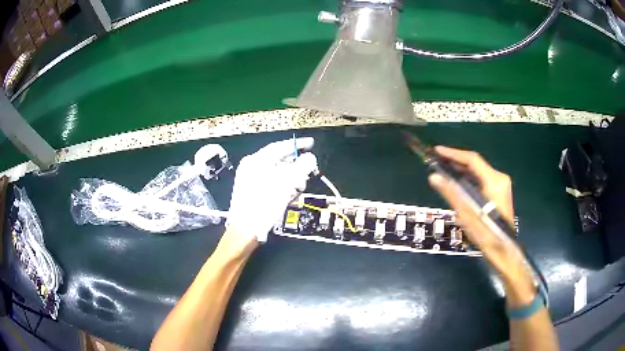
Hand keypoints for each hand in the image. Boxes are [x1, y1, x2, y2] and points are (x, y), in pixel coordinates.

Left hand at [226, 138, 317, 242]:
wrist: (245, 230)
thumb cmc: (265, 205)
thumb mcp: (287, 184)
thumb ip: (301, 167)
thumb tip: (310, 157)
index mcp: (257, 160)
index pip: (280, 146)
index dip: (297, 145)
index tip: (311, 143)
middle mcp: (251, 166)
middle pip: (278, 159)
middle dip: (295, 167)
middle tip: (307, 174)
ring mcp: (249, 178)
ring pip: (275, 172)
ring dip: (290, 178)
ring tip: (297, 188)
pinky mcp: (250, 189)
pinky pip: (269, 181)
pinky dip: (281, 185)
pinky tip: (288, 195)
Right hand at [428, 146, 526, 282]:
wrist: (504, 251)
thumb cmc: (486, 233)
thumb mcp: (466, 214)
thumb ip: (451, 193)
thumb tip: (433, 177)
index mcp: (494, 180)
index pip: (472, 159)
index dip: (453, 154)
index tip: (437, 151)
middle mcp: (499, 179)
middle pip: (476, 164)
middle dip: (456, 162)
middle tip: (438, 161)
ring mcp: (501, 186)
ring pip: (478, 173)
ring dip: (462, 171)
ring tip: (445, 170)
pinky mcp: (499, 194)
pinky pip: (482, 180)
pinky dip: (469, 180)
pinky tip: (459, 183)